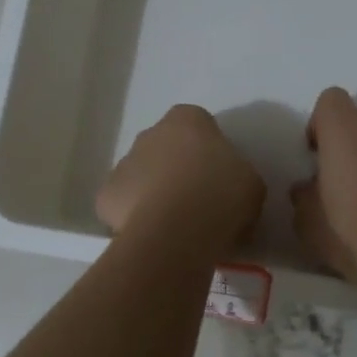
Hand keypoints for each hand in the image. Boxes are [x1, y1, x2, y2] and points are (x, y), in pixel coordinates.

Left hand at [98, 104, 264, 252]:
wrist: (177, 231)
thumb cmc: (221, 197)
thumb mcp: (251, 183)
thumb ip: (237, 174)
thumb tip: (228, 185)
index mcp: (187, 120)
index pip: (197, 124)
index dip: (207, 149)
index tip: (219, 175)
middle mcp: (150, 134)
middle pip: (164, 148)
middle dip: (176, 168)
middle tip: (198, 200)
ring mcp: (123, 163)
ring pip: (141, 176)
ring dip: (154, 192)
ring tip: (175, 224)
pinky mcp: (105, 196)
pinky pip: (122, 205)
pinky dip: (134, 217)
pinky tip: (152, 235)